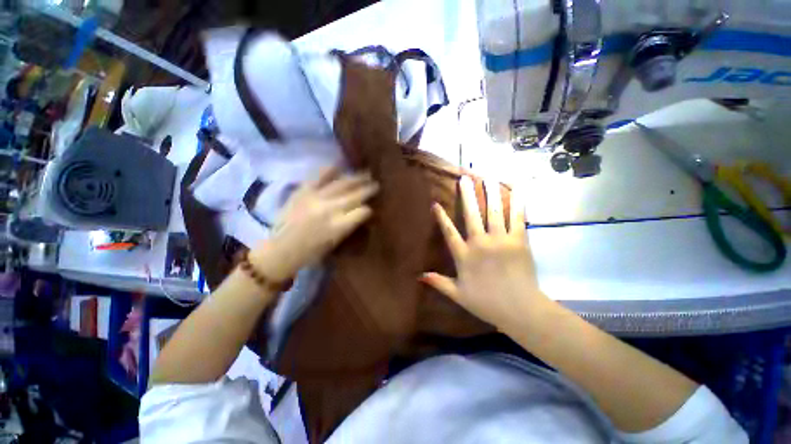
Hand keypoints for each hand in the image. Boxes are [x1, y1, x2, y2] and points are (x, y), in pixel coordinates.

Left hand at [249, 167, 378, 282]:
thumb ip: (349, 225)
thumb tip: (361, 211)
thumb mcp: (336, 243)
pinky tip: (339, 165)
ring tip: (366, 173)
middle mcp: (329, 209)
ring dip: (356, 178)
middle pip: (355, 195)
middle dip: (368, 189)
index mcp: (338, 226)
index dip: (369, 209)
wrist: (281, 249)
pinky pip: (318, 177)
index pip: (362, 212)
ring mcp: (315, 198)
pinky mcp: (302, 191)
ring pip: (341, 184)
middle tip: (376, 184)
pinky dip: (328, 170)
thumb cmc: (311, 252)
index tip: (371, 208)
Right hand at [422, 176, 550, 330]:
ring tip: (487, 177)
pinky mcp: (519, 241)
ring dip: (490, 193)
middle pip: (472, 215)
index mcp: (464, 256)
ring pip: (493, 211)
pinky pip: (517, 218)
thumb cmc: (487, 303)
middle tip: (465, 178)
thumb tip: (419, 276)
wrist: (521, 310)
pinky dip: (517, 203)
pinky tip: (516, 189)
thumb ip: (439, 282)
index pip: (449, 232)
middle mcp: (480, 243)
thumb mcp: (458, 295)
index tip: (436, 203)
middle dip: (467, 195)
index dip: (441, 217)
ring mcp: (500, 240)